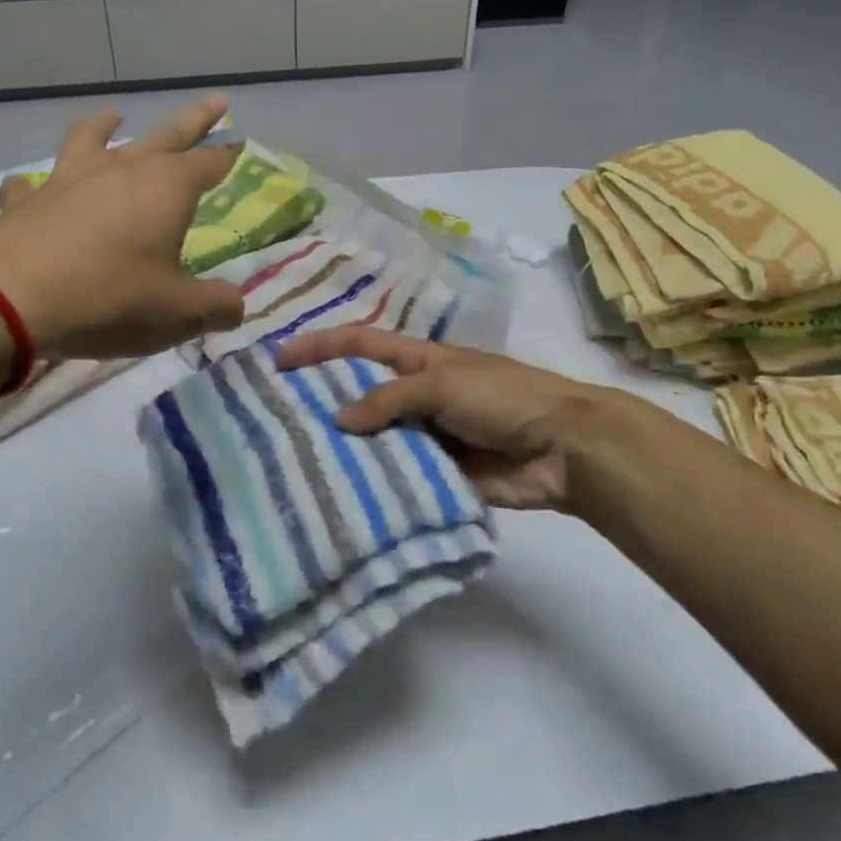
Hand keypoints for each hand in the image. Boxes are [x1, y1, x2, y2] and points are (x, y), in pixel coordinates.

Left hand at [0, 96, 244, 360]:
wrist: (8, 299)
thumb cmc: (109, 298)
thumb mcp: (179, 313)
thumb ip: (216, 307)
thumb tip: (235, 304)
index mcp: (166, 189)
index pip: (209, 163)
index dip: (228, 155)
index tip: (241, 142)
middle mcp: (120, 171)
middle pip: (166, 135)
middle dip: (194, 120)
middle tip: (215, 101)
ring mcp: (69, 180)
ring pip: (92, 139)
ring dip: (107, 126)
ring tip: (114, 116)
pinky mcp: (26, 202)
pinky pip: (32, 184)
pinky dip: (37, 184)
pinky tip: (32, 187)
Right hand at [274, 327, 622, 511]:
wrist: (562, 448)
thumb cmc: (504, 398)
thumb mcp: (444, 383)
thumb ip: (390, 399)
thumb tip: (340, 421)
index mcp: (418, 360)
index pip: (359, 344)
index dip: (320, 346)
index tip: (279, 359)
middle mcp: (416, 394)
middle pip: (360, 394)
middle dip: (323, 402)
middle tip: (277, 421)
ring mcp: (425, 435)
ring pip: (374, 439)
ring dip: (345, 449)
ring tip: (297, 463)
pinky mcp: (436, 473)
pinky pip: (397, 476)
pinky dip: (374, 484)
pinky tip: (340, 496)